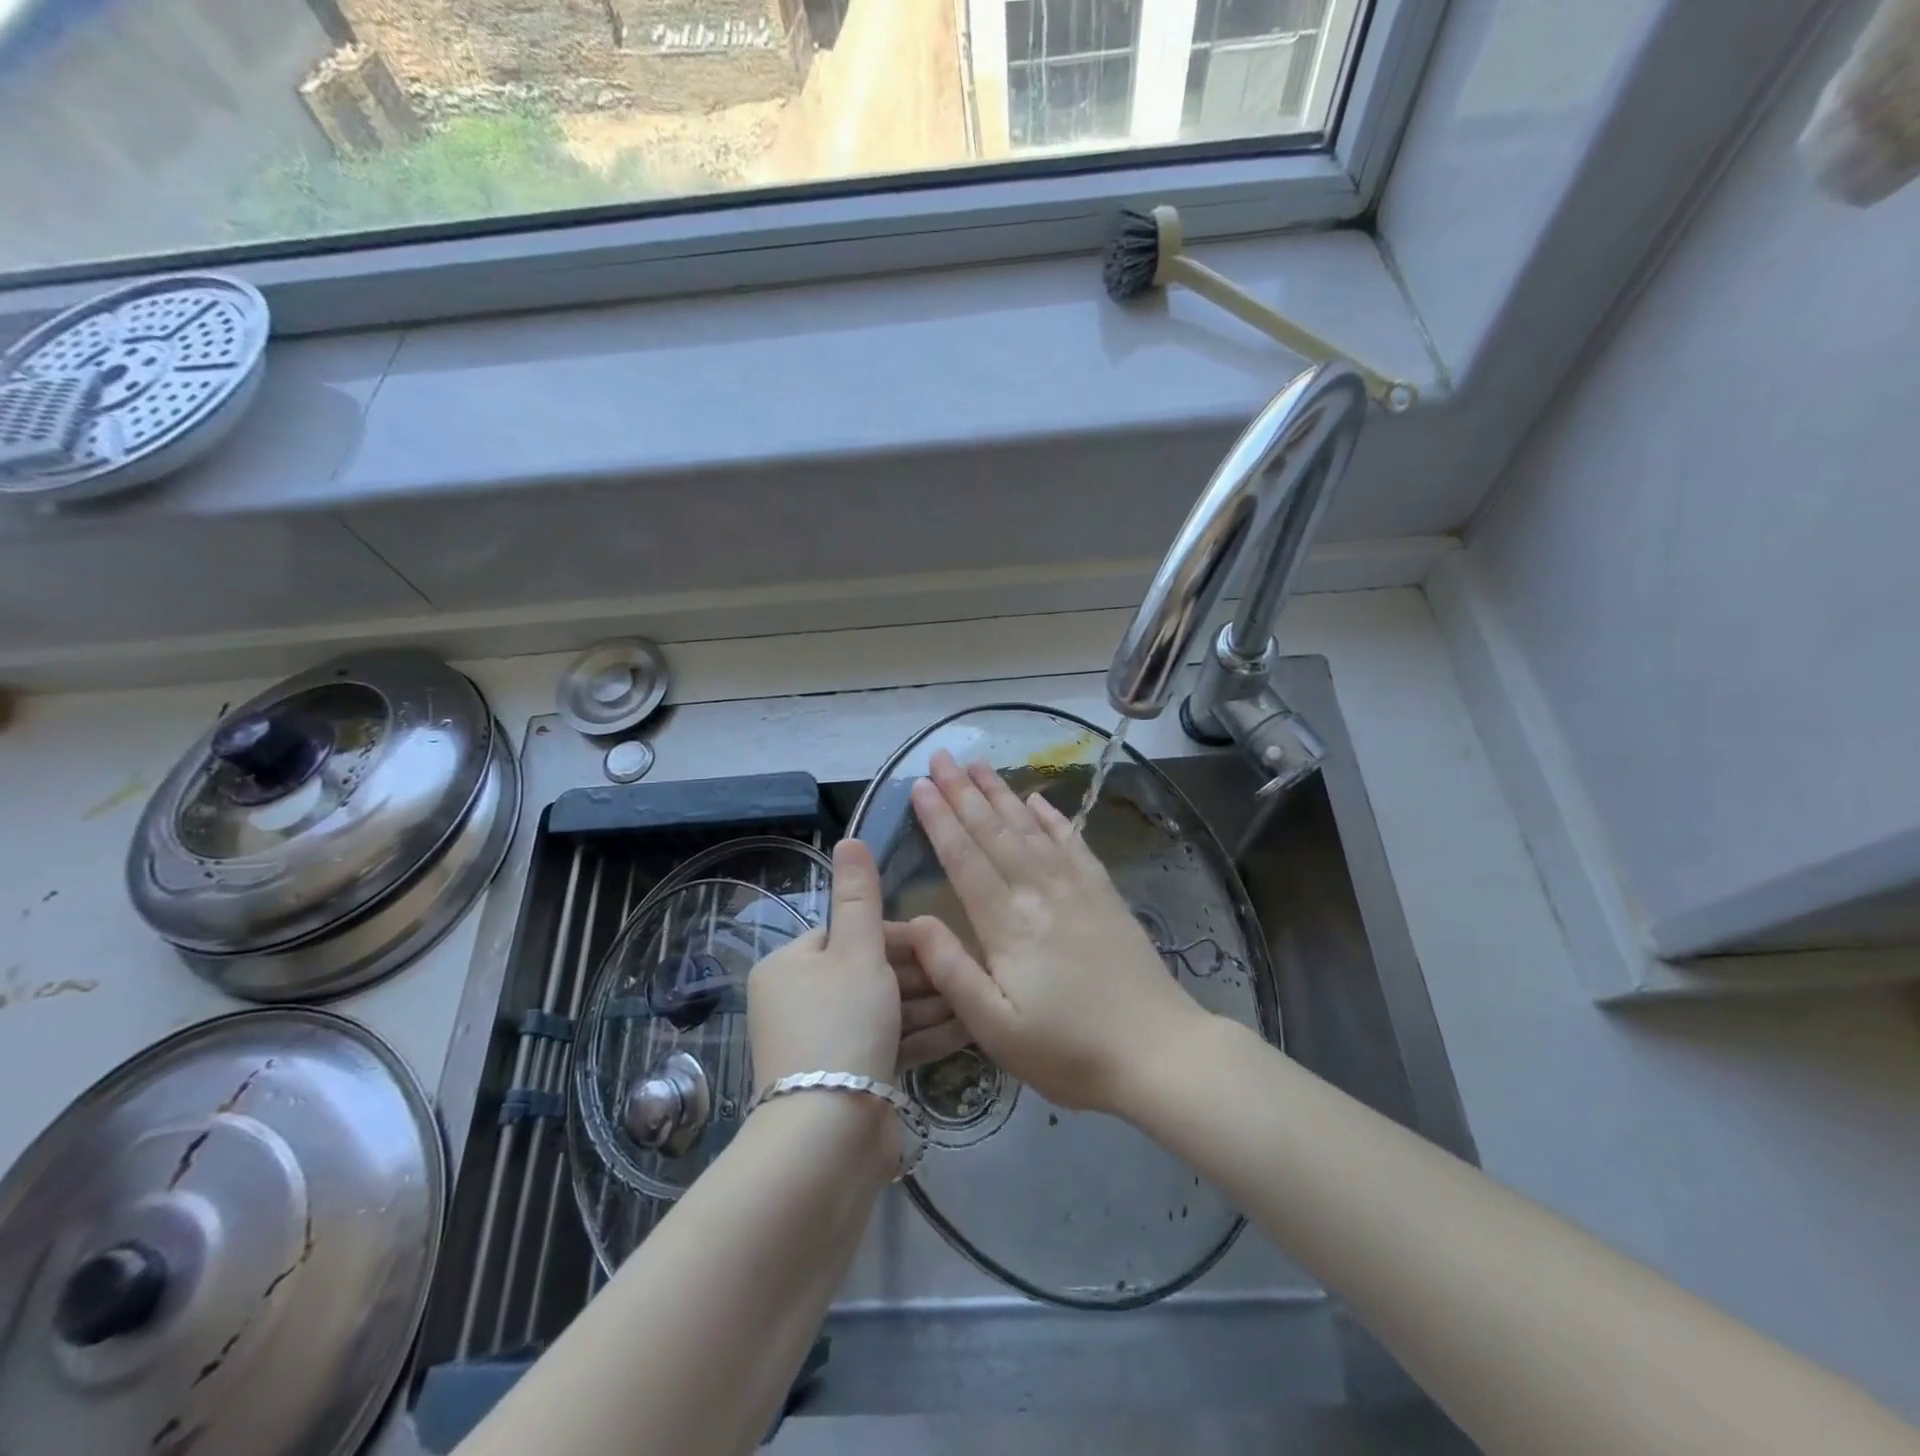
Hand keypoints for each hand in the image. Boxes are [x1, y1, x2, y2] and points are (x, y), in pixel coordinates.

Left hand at [747, 838, 969, 1094]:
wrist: (827, 1140)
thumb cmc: (842, 1026)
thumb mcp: (857, 952)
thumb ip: (859, 895)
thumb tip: (848, 837)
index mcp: (790, 965)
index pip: (850, 934)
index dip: (897, 938)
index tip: (938, 944)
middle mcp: (800, 1001)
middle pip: (870, 974)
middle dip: (921, 975)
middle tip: (966, 973)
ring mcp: (824, 1044)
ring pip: (885, 1011)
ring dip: (929, 1005)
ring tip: (975, 1001)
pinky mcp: (848, 1079)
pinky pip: (889, 1045)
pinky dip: (922, 1037)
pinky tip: (964, 1030)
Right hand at [906, 749, 1210, 1114]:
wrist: (1158, 1052)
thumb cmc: (1069, 1051)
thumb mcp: (996, 1029)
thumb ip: (952, 972)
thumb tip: (914, 922)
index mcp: (1007, 925)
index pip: (964, 859)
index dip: (939, 820)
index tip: (920, 785)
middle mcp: (1039, 893)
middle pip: (994, 832)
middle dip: (963, 792)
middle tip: (941, 756)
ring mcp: (1076, 888)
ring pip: (1030, 828)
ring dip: (1001, 793)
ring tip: (978, 763)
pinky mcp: (1104, 893)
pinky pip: (1073, 842)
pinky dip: (1052, 816)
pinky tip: (1037, 798)